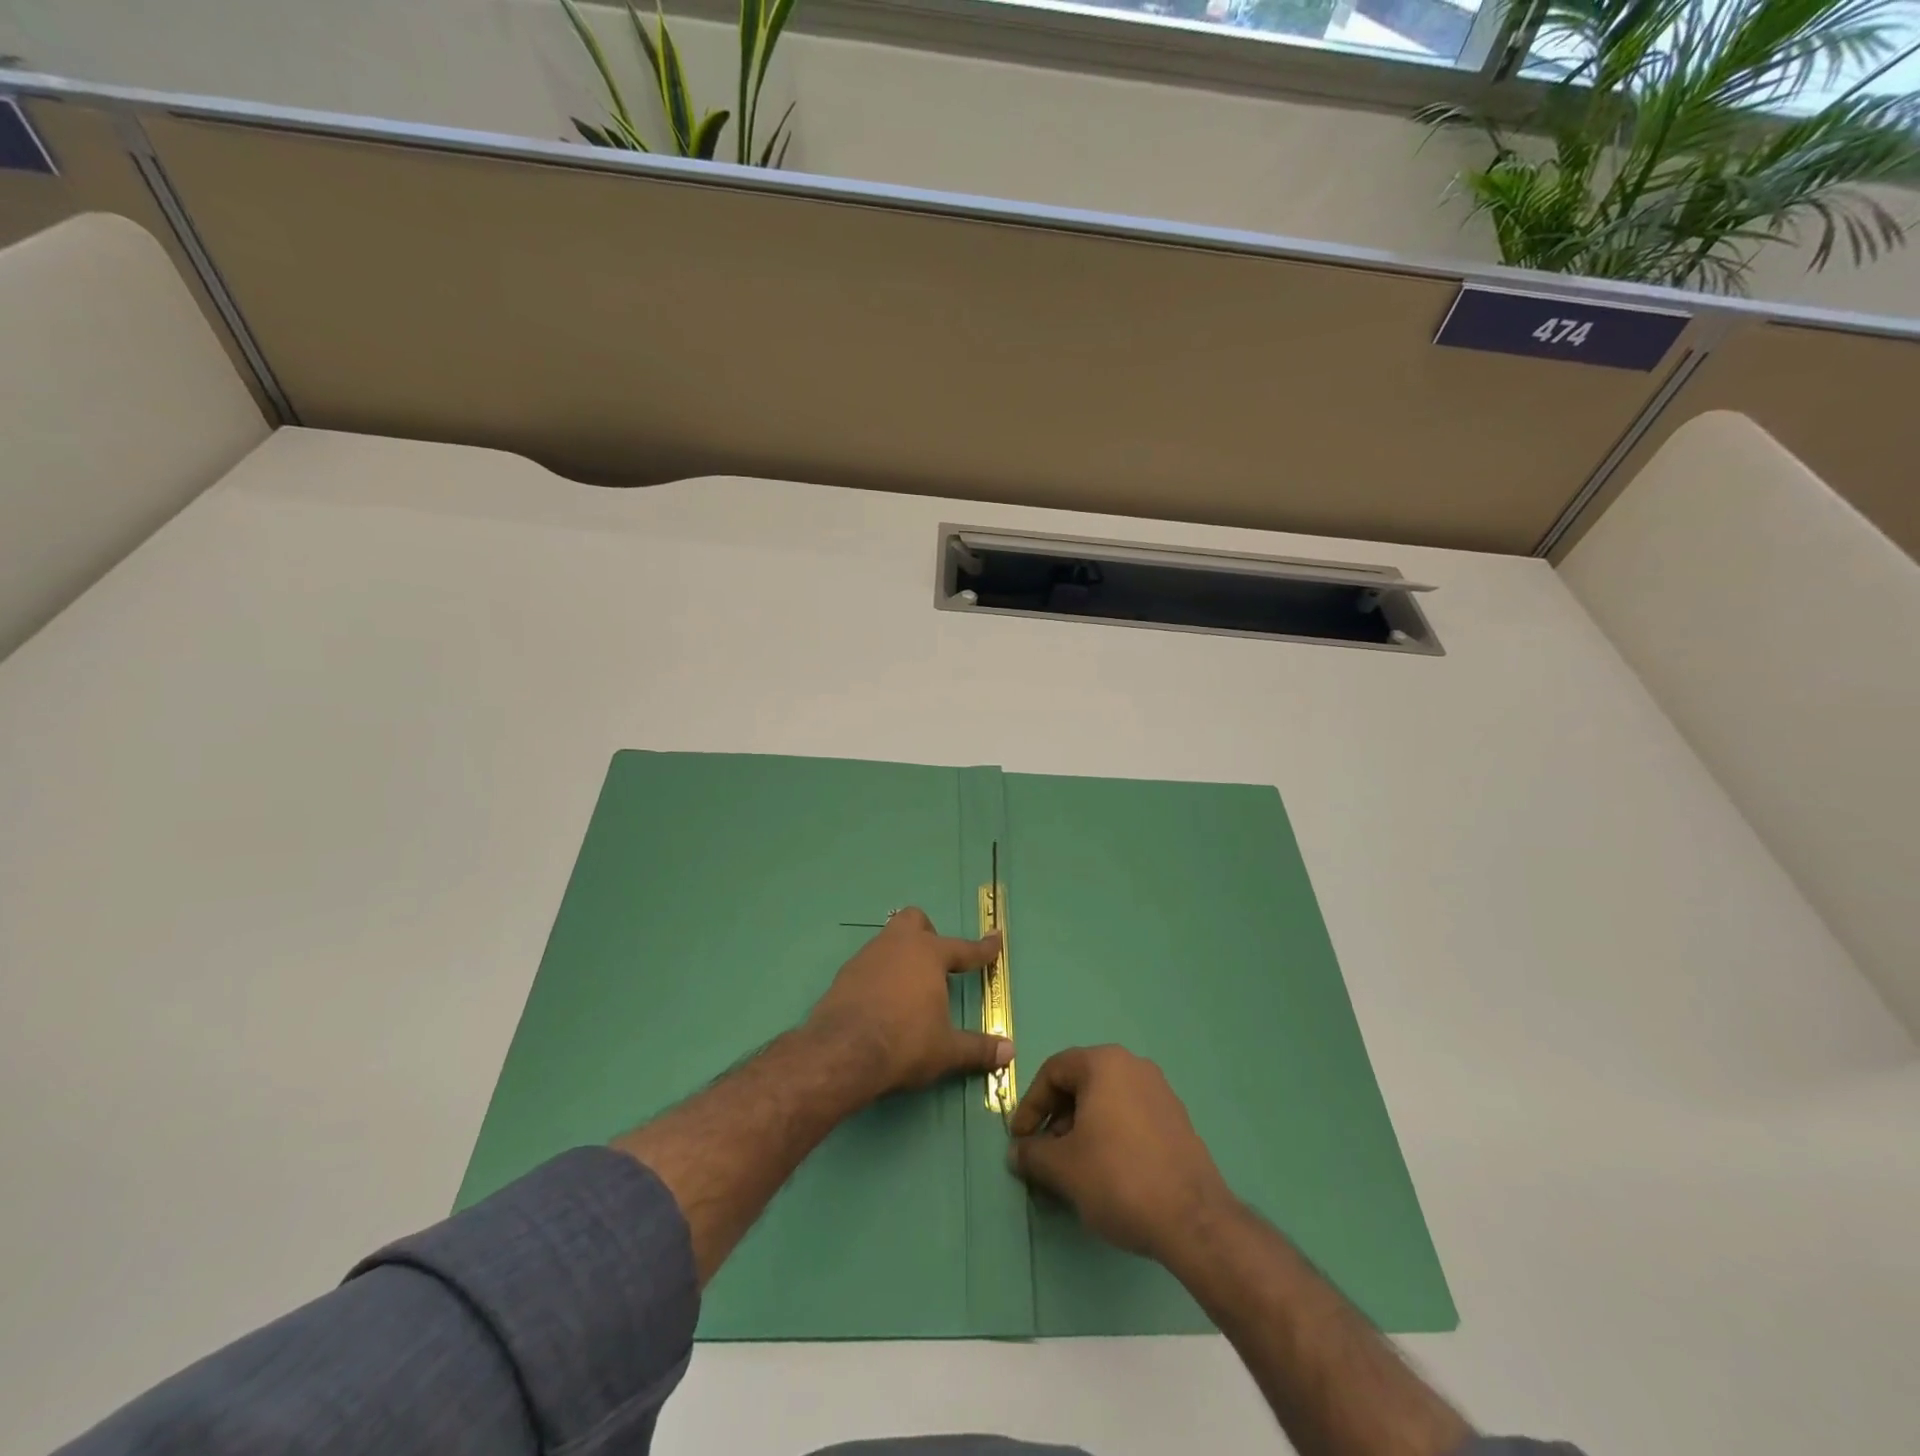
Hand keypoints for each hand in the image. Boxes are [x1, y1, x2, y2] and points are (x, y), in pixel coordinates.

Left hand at [805, 907, 1010, 1100]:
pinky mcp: (844, 974)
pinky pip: (869, 964)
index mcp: (929, 955)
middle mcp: (898, 945)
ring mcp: (868, 956)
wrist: (842, 1051)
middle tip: (936, 964)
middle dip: (928, 934)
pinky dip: (880, 975)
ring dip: (901, 956)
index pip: (964, 948)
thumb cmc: (904, 1042)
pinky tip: (881, 1001)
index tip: (996, 938)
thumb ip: (978, 1048)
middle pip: (915, 920)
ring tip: (908, 988)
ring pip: (888, 940)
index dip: (983, 947)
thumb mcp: (946, 1050)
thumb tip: (1010, 1052)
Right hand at [1007, 1045, 1233, 1262]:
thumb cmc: (1118, 1178)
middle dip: (1057, 1118)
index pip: (1053, 1071)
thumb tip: (1017, 1152)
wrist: (1193, 1220)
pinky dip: (1110, 1135)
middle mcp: (1133, 1066)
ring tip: (1074, 1168)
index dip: (1031, 1105)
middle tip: (1045, 1154)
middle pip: (1081, 1083)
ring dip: (1082, 1128)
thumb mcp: (1062, 1167)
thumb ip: (1031, 1153)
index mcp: (1104, 1064)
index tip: (1020, 1139)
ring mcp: (1160, 1092)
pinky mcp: (1177, 1120)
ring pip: (1107, 1100)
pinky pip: (1130, 1116)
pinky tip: (1107, 1172)